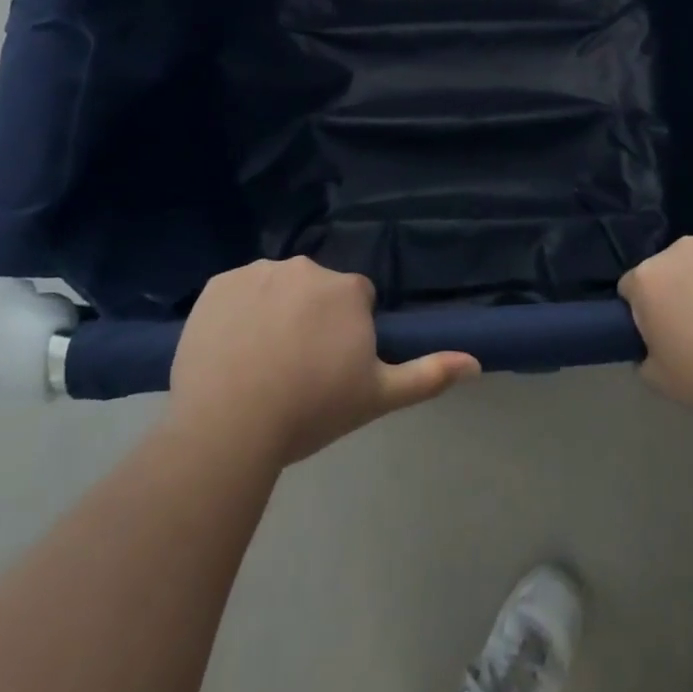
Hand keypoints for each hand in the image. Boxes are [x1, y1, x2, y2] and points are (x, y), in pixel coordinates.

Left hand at [167, 257, 479, 468]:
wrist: (229, 424)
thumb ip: (428, 374)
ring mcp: (257, 272)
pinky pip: (235, 293)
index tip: (331, 369)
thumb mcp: (377, 396)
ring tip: (257, 365)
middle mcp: (306, 267)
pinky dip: (236, 313)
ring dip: (273, 313)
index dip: (347, 335)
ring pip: (275, 288)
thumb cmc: (311, 409)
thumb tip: (476, 362)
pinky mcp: (216, 284)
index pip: (356, 301)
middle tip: (295, 371)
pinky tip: (228, 351)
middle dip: (311, 320)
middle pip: (315, 291)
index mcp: (347, 289)